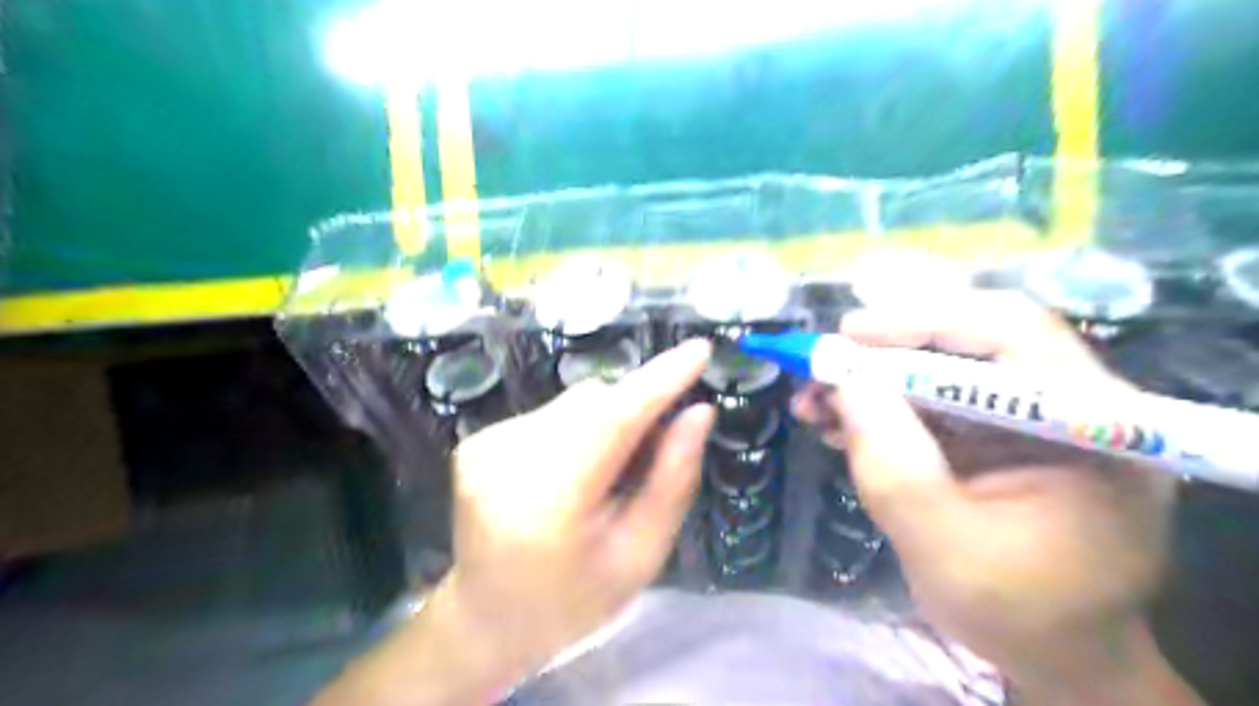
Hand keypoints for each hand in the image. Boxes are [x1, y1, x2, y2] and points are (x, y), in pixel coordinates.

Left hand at [320, 343, 711, 705]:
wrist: (487, 618)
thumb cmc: (575, 600)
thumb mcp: (640, 555)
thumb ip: (671, 480)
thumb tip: (699, 412)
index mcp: (548, 506)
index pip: (611, 422)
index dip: (658, 382)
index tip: (698, 350)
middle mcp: (506, 464)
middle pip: (592, 402)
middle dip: (634, 410)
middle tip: (652, 451)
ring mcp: (483, 447)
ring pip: (573, 402)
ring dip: (605, 422)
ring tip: (604, 474)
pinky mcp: (476, 440)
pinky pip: (550, 412)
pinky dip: (576, 430)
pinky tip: (571, 472)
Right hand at [795, 290, 1197, 704]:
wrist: (1054, 651)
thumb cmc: (1017, 613)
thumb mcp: (944, 546)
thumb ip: (895, 465)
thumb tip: (843, 380)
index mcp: (1091, 426)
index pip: (1013, 333)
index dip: (924, 321)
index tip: (847, 336)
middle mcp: (1070, 401)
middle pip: (971, 340)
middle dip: (885, 352)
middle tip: (820, 368)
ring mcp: (1030, 413)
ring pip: (941, 366)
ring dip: (872, 378)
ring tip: (813, 401)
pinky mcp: (996, 428)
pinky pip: (932, 398)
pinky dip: (880, 403)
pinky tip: (837, 421)